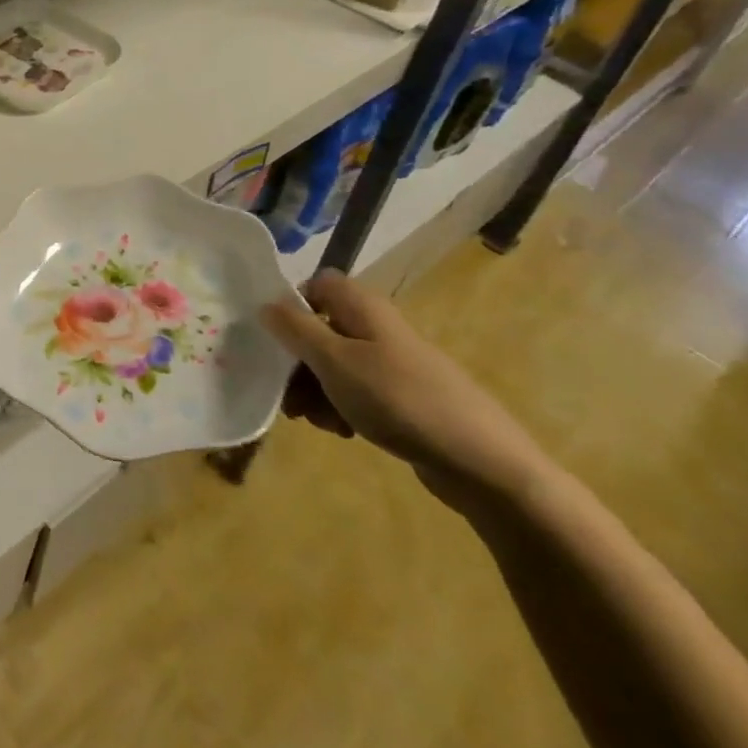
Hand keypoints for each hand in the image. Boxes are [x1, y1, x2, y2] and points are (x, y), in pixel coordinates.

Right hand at [261, 270, 551, 512]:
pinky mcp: (403, 399)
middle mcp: (377, 328)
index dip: (292, 306)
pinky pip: (358, 392)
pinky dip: (342, 407)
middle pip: (320, 329)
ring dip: (315, 390)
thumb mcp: (335, 361)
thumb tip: (265, 303)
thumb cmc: (399, 399)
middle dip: (297, 362)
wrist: (482, 463)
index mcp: (362, 308)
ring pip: (335, 365)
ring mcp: (392, 364)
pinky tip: (342, 432)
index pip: (317, 285)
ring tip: (315, 421)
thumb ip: (295, 329)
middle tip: (286, 396)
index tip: (276, 340)